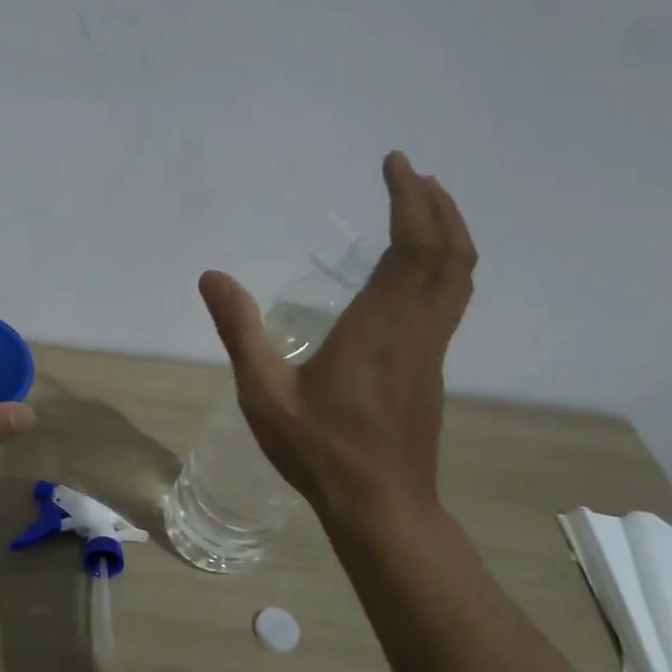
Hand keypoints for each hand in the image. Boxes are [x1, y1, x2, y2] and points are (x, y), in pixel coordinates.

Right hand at [199, 151, 475, 533]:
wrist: (381, 506)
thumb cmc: (319, 451)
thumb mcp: (263, 393)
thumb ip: (240, 331)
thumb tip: (213, 276)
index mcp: (378, 328)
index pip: (411, 247)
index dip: (410, 200)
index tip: (395, 165)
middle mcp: (415, 329)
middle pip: (448, 252)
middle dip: (435, 205)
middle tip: (409, 173)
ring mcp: (431, 349)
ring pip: (458, 275)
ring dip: (448, 231)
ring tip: (423, 204)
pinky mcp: (432, 366)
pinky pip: (451, 298)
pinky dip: (445, 263)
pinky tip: (419, 266)